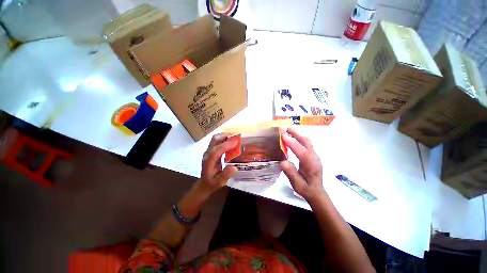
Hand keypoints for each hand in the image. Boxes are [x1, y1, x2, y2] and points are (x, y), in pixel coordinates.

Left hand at [196, 133, 238, 195]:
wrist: (204, 184)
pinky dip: (224, 139)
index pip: (217, 150)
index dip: (226, 145)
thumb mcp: (219, 182)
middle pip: (215, 140)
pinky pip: (217, 141)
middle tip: (237, 136)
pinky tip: (230, 142)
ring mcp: (208, 151)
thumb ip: (226, 175)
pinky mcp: (210, 151)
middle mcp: (207, 154)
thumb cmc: (212, 183)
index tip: (236, 142)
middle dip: (226, 136)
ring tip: (234, 137)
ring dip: (225, 136)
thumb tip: (234, 168)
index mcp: (209, 161)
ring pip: (215, 139)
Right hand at [280, 128, 325, 201]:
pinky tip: (293, 138)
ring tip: (288, 130)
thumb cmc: (306, 189)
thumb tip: (282, 162)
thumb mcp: (297, 184)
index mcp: (311, 164)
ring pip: (307, 141)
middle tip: (286, 128)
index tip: (283, 135)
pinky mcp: (312, 155)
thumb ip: (291, 173)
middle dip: (296, 133)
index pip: (301, 150)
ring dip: (298, 134)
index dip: (291, 142)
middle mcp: (314, 157)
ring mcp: (314, 156)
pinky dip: (299, 138)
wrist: (317, 192)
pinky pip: (306, 144)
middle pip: (306, 141)